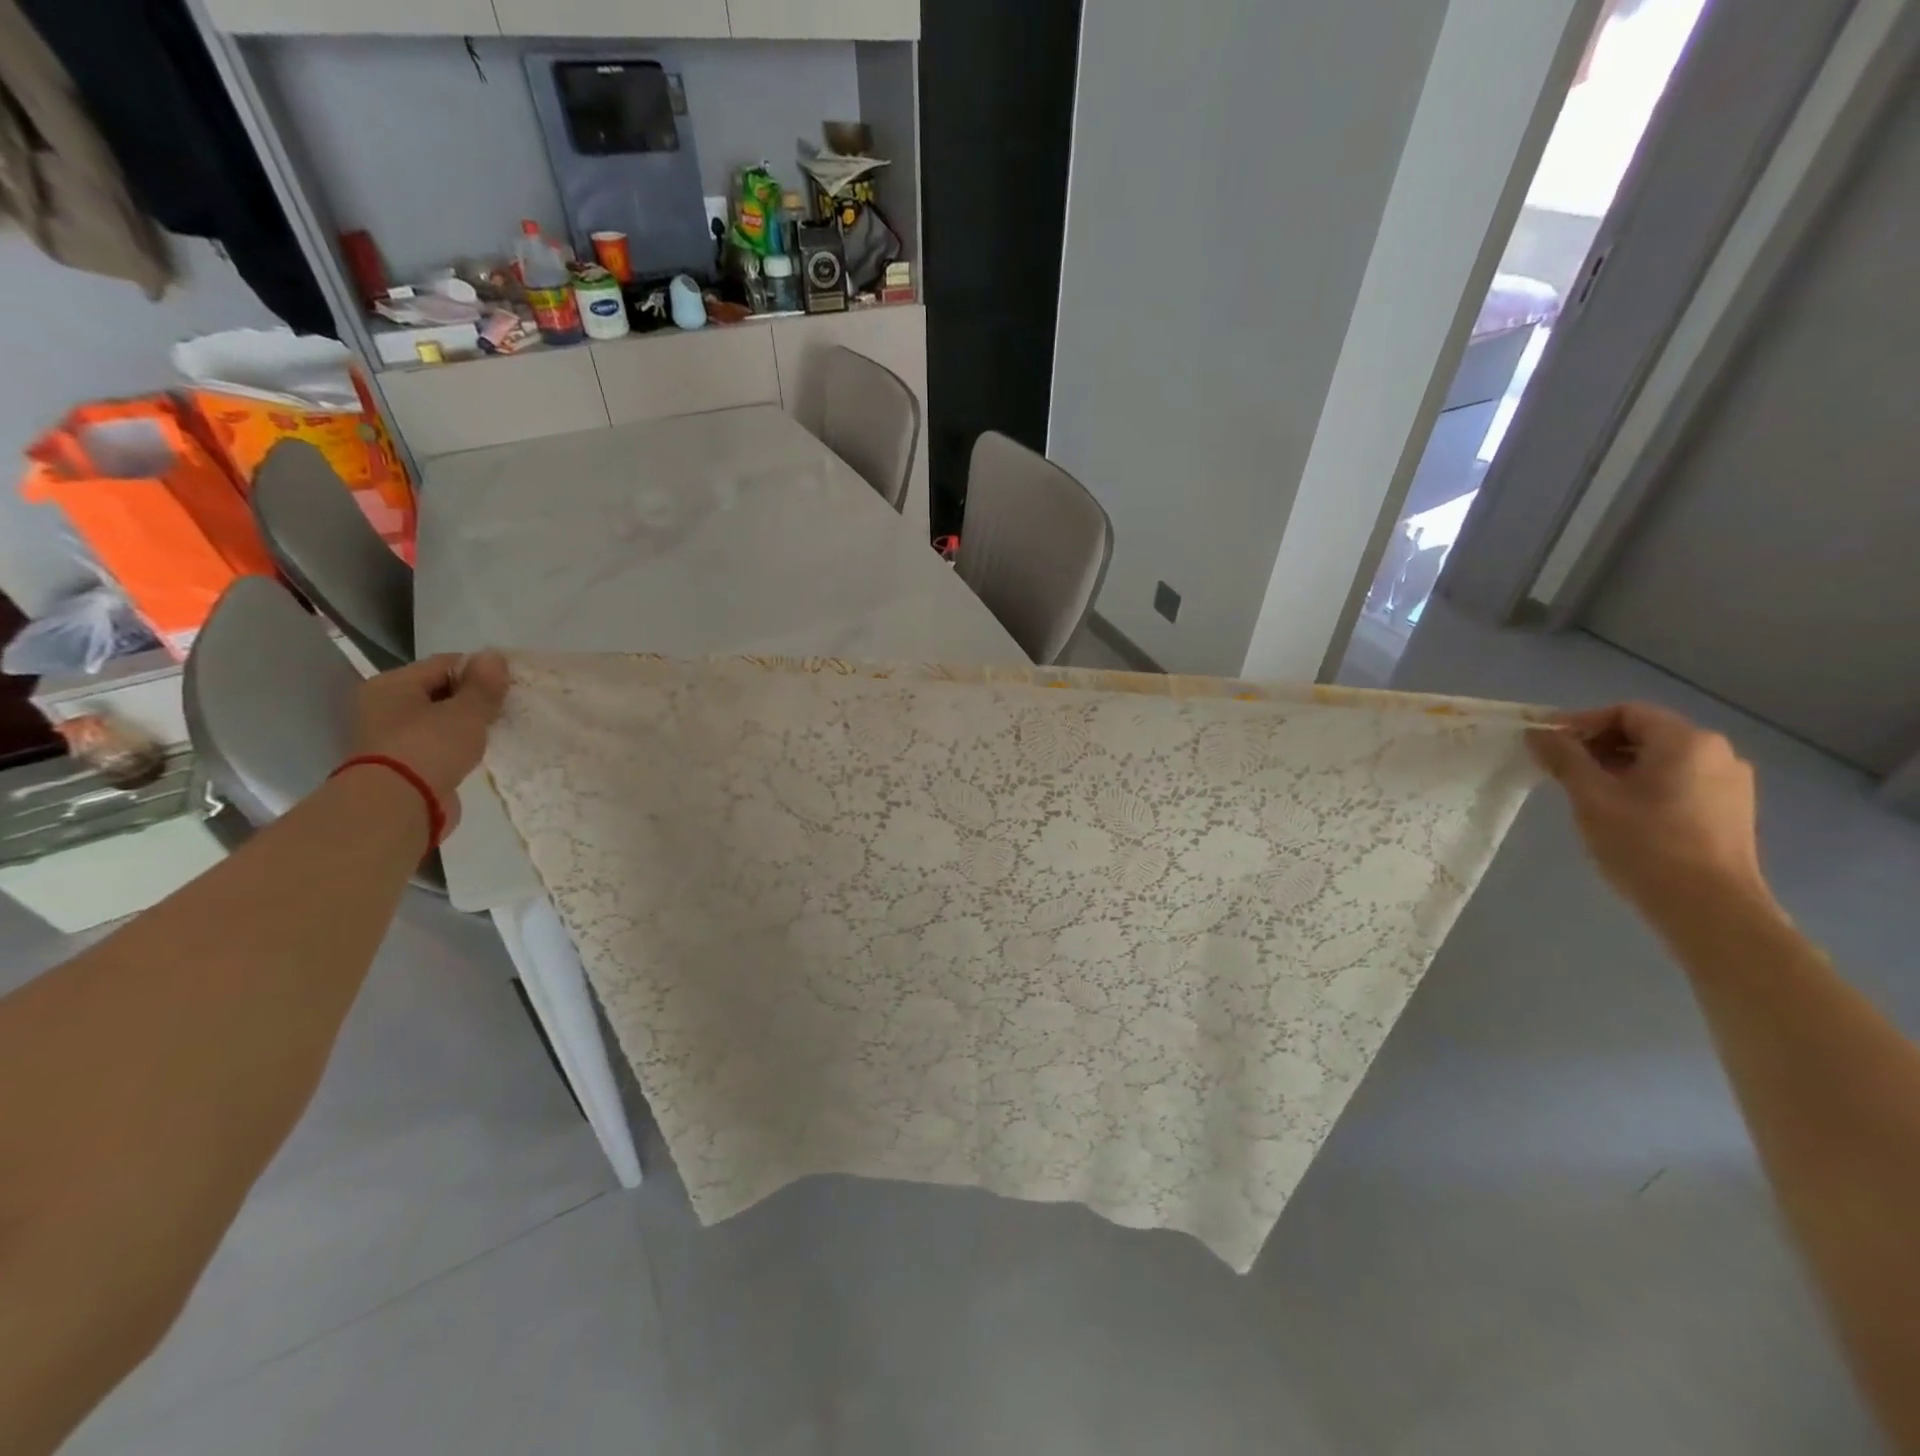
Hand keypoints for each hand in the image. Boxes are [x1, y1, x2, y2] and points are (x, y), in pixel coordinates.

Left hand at [349, 652, 509, 833]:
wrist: (398, 807)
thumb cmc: (429, 748)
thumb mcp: (466, 712)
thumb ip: (483, 685)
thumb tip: (495, 656)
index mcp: (391, 684)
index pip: (443, 664)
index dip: (480, 670)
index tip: (510, 683)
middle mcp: (383, 706)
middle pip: (439, 691)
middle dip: (474, 697)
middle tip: (507, 706)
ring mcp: (390, 737)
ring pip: (439, 719)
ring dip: (466, 722)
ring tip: (497, 728)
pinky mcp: (402, 764)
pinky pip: (437, 743)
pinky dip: (457, 743)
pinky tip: (480, 750)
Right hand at [1528, 702, 1769, 918]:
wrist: (1708, 907)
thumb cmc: (1644, 843)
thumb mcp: (1590, 796)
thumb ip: (1563, 758)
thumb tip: (1537, 733)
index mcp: (1686, 741)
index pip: (1625, 712)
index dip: (1581, 722)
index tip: (1547, 745)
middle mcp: (1716, 753)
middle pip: (1646, 732)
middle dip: (1598, 745)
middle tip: (1560, 769)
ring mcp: (1729, 783)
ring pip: (1661, 759)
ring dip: (1618, 766)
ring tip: (1585, 792)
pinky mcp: (1730, 810)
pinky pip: (1678, 781)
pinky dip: (1643, 784)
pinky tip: (1619, 811)